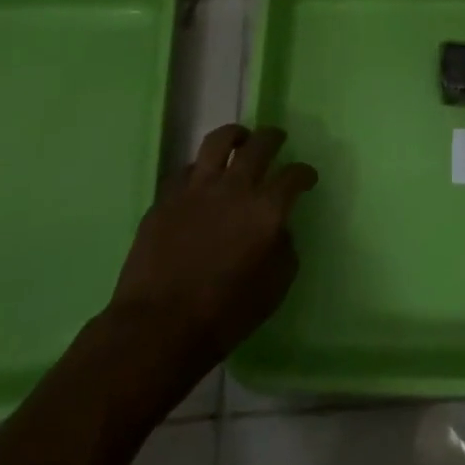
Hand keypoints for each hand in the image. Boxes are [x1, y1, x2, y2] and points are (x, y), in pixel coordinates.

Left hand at [104, 124, 316, 377]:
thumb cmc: (223, 316)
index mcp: (266, 210)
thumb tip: (280, 231)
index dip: (304, 173)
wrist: (157, 328)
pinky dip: (199, 169)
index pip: (293, 176)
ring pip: (219, 141)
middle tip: (277, 139)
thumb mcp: (273, 291)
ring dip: (235, 136)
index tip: (307, 177)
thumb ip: (284, 252)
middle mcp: (236, 188)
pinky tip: (201, 178)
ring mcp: (198, 188)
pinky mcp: (167, 197)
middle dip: (273, 138)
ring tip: (239, 140)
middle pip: (260, 145)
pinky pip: (187, 169)